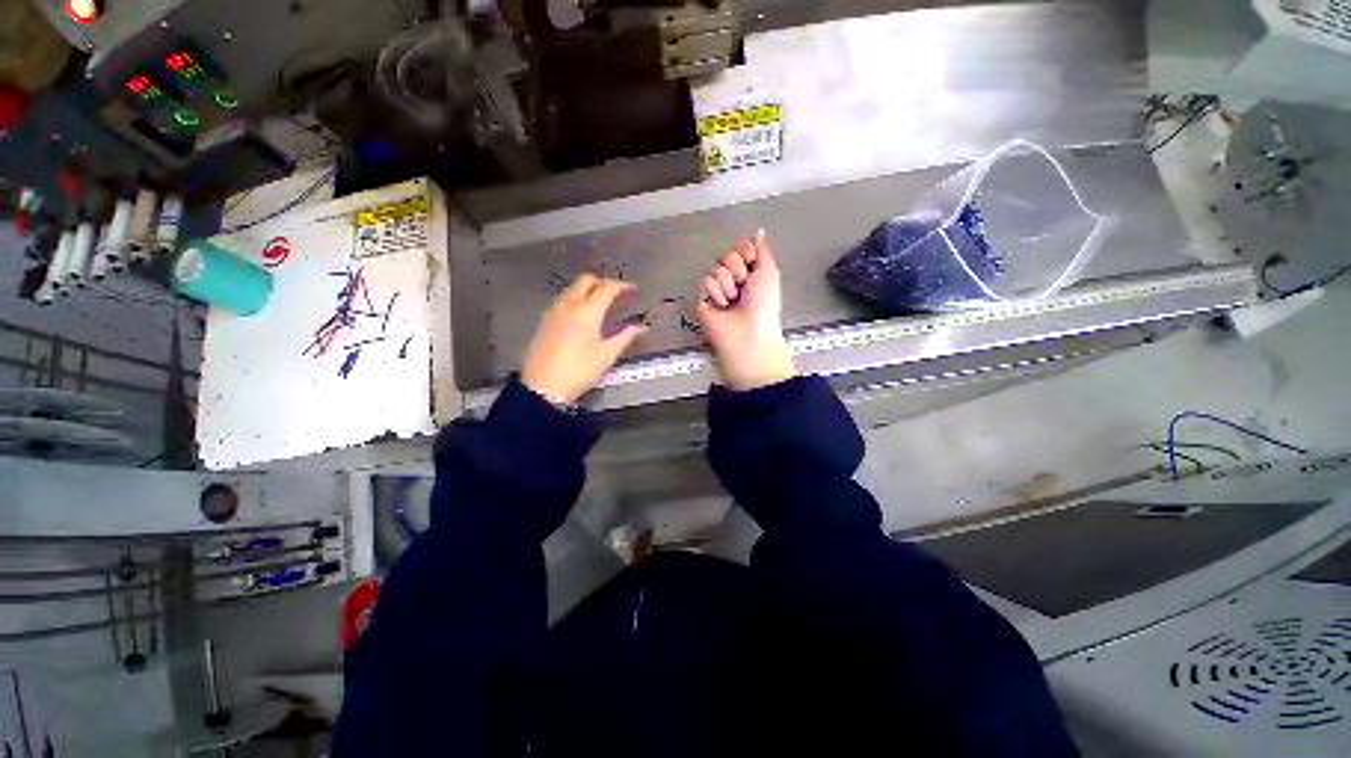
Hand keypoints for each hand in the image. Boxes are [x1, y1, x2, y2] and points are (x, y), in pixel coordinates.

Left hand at [521, 274, 647, 403]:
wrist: (543, 386)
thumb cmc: (579, 371)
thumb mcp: (606, 355)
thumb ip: (625, 337)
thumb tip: (641, 327)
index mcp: (587, 311)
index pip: (606, 288)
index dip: (621, 286)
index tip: (633, 289)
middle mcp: (569, 305)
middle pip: (586, 280)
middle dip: (603, 282)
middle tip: (616, 293)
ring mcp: (553, 311)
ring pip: (572, 288)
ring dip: (588, 289)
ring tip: (601, 302)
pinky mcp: (545, 320)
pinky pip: (563, 299)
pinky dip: (576, 298)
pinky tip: (582, 314)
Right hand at [696, 233, 796, 390]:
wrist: (749, 332)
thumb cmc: (763, 305)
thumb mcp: (769, 272)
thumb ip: (762, 250)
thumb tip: (759, 232)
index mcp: (749, 273)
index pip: (739, 248)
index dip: (745, 252)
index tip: (752, 262)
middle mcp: (732, 280)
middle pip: (726, 255)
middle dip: (736, 267)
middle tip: (743, 285)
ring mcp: (716, 291)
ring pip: (715, 268)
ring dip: (727, 283)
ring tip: (733, 300)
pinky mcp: (702, 300)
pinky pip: (704, 282)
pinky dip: (715, 292)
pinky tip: (721, 306)